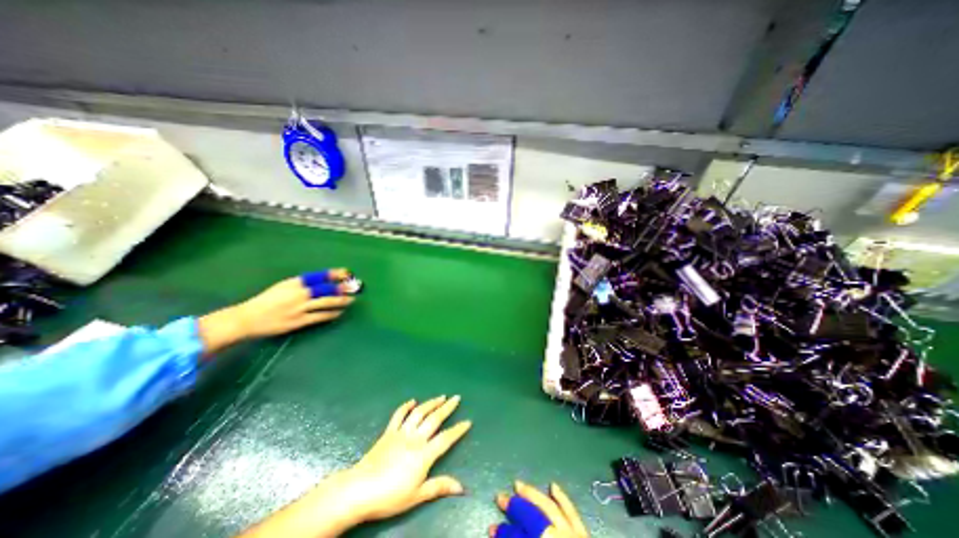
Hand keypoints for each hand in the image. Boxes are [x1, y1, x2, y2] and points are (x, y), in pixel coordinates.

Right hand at [197, 271, 355, 353]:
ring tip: (351, 300)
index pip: (318, 276)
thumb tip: (321, 283)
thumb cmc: (265, 301)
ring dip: (341, 301)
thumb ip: (301, 285)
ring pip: (326, 302)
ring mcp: (299, 308)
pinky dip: (332, 314)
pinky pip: (320, 316)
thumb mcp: (282, 287)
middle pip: (325, 288)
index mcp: (293, 283)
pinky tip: (339, 312)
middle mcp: (298, 293)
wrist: (246, 319)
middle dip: (341, 287)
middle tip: (354, 287)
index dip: (334, 274)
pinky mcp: (299, 321)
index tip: (346, 272)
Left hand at [335, 396, 472, 520]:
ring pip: (419, 413)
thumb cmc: (389, 496)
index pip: (445, 439)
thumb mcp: (416, 496)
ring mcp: (401, 433)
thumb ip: (439, 487)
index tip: (468, 421)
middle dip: (447, 408)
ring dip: (431, 403)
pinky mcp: (388, 432)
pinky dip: (405, 406)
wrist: (359, 490)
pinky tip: (412, 401)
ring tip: (441, 396)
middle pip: (434, 419)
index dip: (458, 430)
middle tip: (456, 398)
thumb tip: (461, 487)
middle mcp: (415, 438)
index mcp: (423, 454)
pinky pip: (398, 415)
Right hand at [490, 481, 588, 534]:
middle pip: (532, 517)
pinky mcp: (584, 536)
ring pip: (549, 508)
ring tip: (518, 485)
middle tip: (499, 497)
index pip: (518, 537)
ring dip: (533, 495)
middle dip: (514, 507)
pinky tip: (553, 486)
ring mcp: (573, 536)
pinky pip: (573, 512)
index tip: (491, 529)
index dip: (504, 533)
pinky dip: (562, 498)